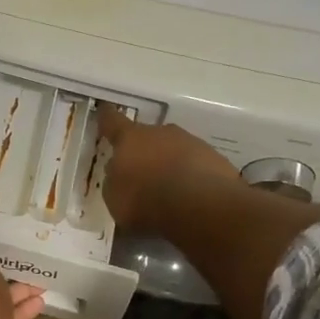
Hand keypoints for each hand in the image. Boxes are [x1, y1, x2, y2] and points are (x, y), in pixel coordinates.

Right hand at [97, 106, 236, 233]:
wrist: (201, 207)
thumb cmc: (146, 201)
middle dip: (143, 152)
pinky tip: (188, 198)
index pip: (113, 122)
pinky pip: (195, 166)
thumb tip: (119, 174)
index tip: (104, 111)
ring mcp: (191, 143)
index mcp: (130, 139)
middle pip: (147, 137)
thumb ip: (114, 181)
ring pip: (173, 150)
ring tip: (167, 191)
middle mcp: (161, 133)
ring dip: (168, 165)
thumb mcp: (115, 199)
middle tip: (140, 173)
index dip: (107, 118)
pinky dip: (189, 178)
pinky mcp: (215, 159)